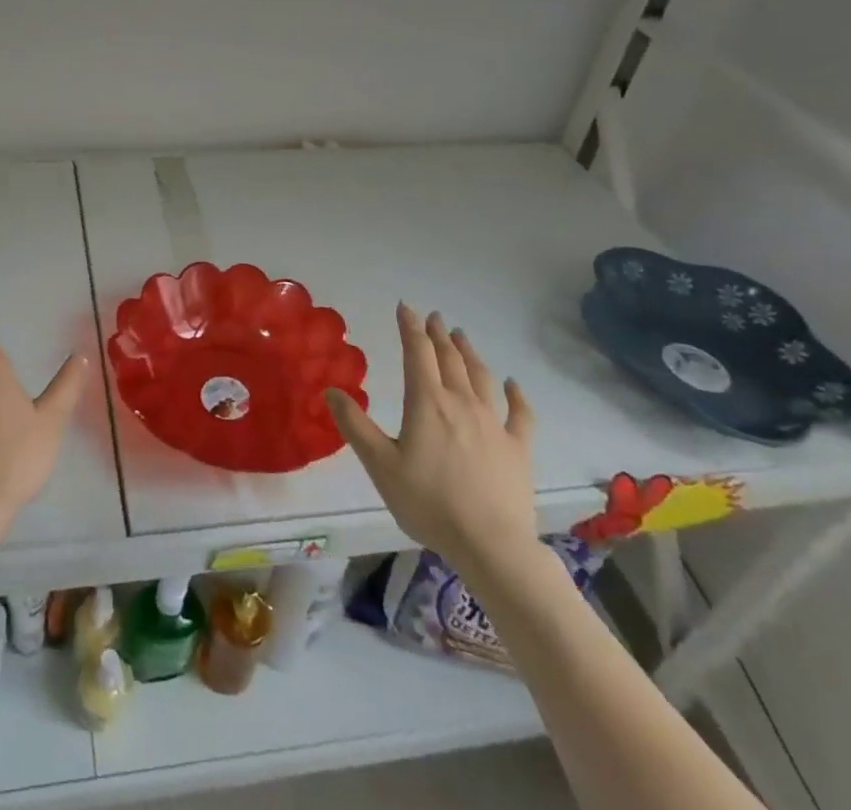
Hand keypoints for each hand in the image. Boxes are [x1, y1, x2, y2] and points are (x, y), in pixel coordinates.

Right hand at [326, 303, 537, 581]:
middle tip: (433, 317)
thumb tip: (331, 390)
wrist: (491, 545)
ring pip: (481, 377)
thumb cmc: (429, 503)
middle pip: (450, 359)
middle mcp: (462, 403)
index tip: (405, 307)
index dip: (410, 327)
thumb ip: (355, 426)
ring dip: (470, 353)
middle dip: (439, 334)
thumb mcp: (380, 465)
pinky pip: (519, 414)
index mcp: (427, 402)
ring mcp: (494, 424)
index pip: (417, 353)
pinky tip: (513, 385)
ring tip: (462, 336)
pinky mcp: (517, 448)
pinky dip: (516, 395)